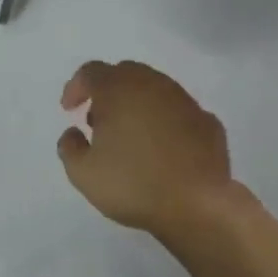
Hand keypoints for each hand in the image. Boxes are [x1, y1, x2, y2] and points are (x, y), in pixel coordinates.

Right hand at [57, 61, 234, 235]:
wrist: (197, 204)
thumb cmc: (133, 184)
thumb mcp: (82, 173)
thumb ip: (69, 147)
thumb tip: (74, 133)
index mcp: (119, 89)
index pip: (91, 72)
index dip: (75, 87)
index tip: (69, 110)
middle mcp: (153, 85)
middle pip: (125, 73)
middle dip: (107, 92)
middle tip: (98, 121)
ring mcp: (185, 101)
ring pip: (155, 89)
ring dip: (137, 104)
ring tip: (130, 136)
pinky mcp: (208, 122)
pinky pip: (178, 112)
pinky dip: (164, 121)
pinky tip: (162, 148)